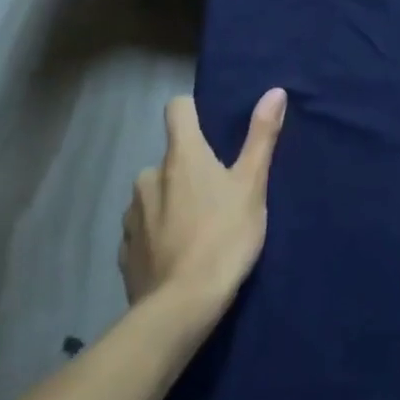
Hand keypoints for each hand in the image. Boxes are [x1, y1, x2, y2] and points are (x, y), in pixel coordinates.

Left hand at [120, 88, 286, 323]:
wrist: (181, 309)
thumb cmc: (224, 238)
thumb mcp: (252, 186)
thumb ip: (261, 136)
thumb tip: (275, 91)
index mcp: (181, 155)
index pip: (177, 108)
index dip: (193, 112)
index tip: (211, 131)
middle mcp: (149, 175)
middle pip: (169, 158)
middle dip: (187, 170)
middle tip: (214, 195)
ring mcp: (132, 214)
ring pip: (154, 194)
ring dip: (170, 202)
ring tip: (195, 230)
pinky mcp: (124, 249)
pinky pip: (142, 229)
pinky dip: (157, 234)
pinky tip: (175, 255)